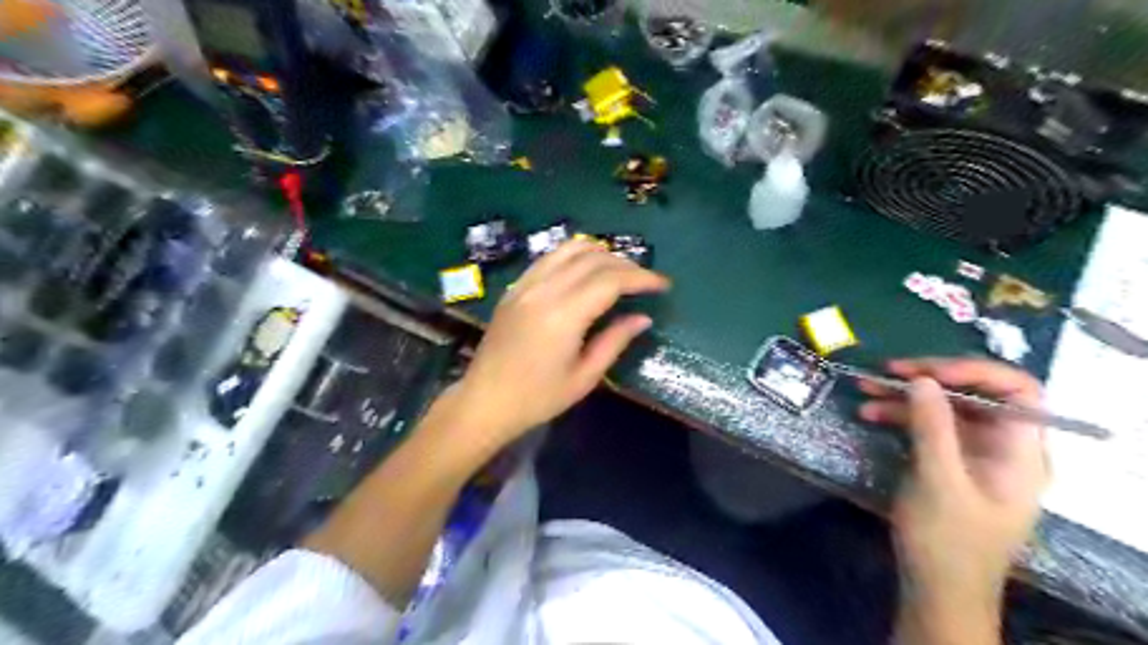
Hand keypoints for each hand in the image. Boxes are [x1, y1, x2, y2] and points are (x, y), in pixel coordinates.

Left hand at [450, 238, 669, 451]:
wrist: (485, 401)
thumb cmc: (537, 398)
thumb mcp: (584, 377)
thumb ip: (615, 342)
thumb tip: (642, 318)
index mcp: (563, 315)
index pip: (611, 280)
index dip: (641, 278)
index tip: (662, 284)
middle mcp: (544, 290)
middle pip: (593, 259)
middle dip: (626, 265)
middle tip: (645, 281)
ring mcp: (525, 285)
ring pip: (569, 249)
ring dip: (600, 253)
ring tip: (619, 270)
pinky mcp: (515, 288)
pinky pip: (548, 258)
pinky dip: (573, 256)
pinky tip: (585, 270)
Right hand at [861, 358, 1046, 624]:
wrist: (936, 589)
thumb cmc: (947, 541)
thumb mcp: (938, 481)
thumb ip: (933, 428)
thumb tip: (921, 379)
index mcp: (1020, 452)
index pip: (1017, 391)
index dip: (975, 371)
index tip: (927, 371)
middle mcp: (1001, 446)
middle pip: (975, 394)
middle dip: (929, 379)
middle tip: (887, 371)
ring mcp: (972, 454)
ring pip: (944, 408)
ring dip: (905, 396)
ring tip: (864, 387)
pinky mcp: (947, 462)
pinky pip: (927, 426)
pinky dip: (899, 416)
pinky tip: (869, 413)